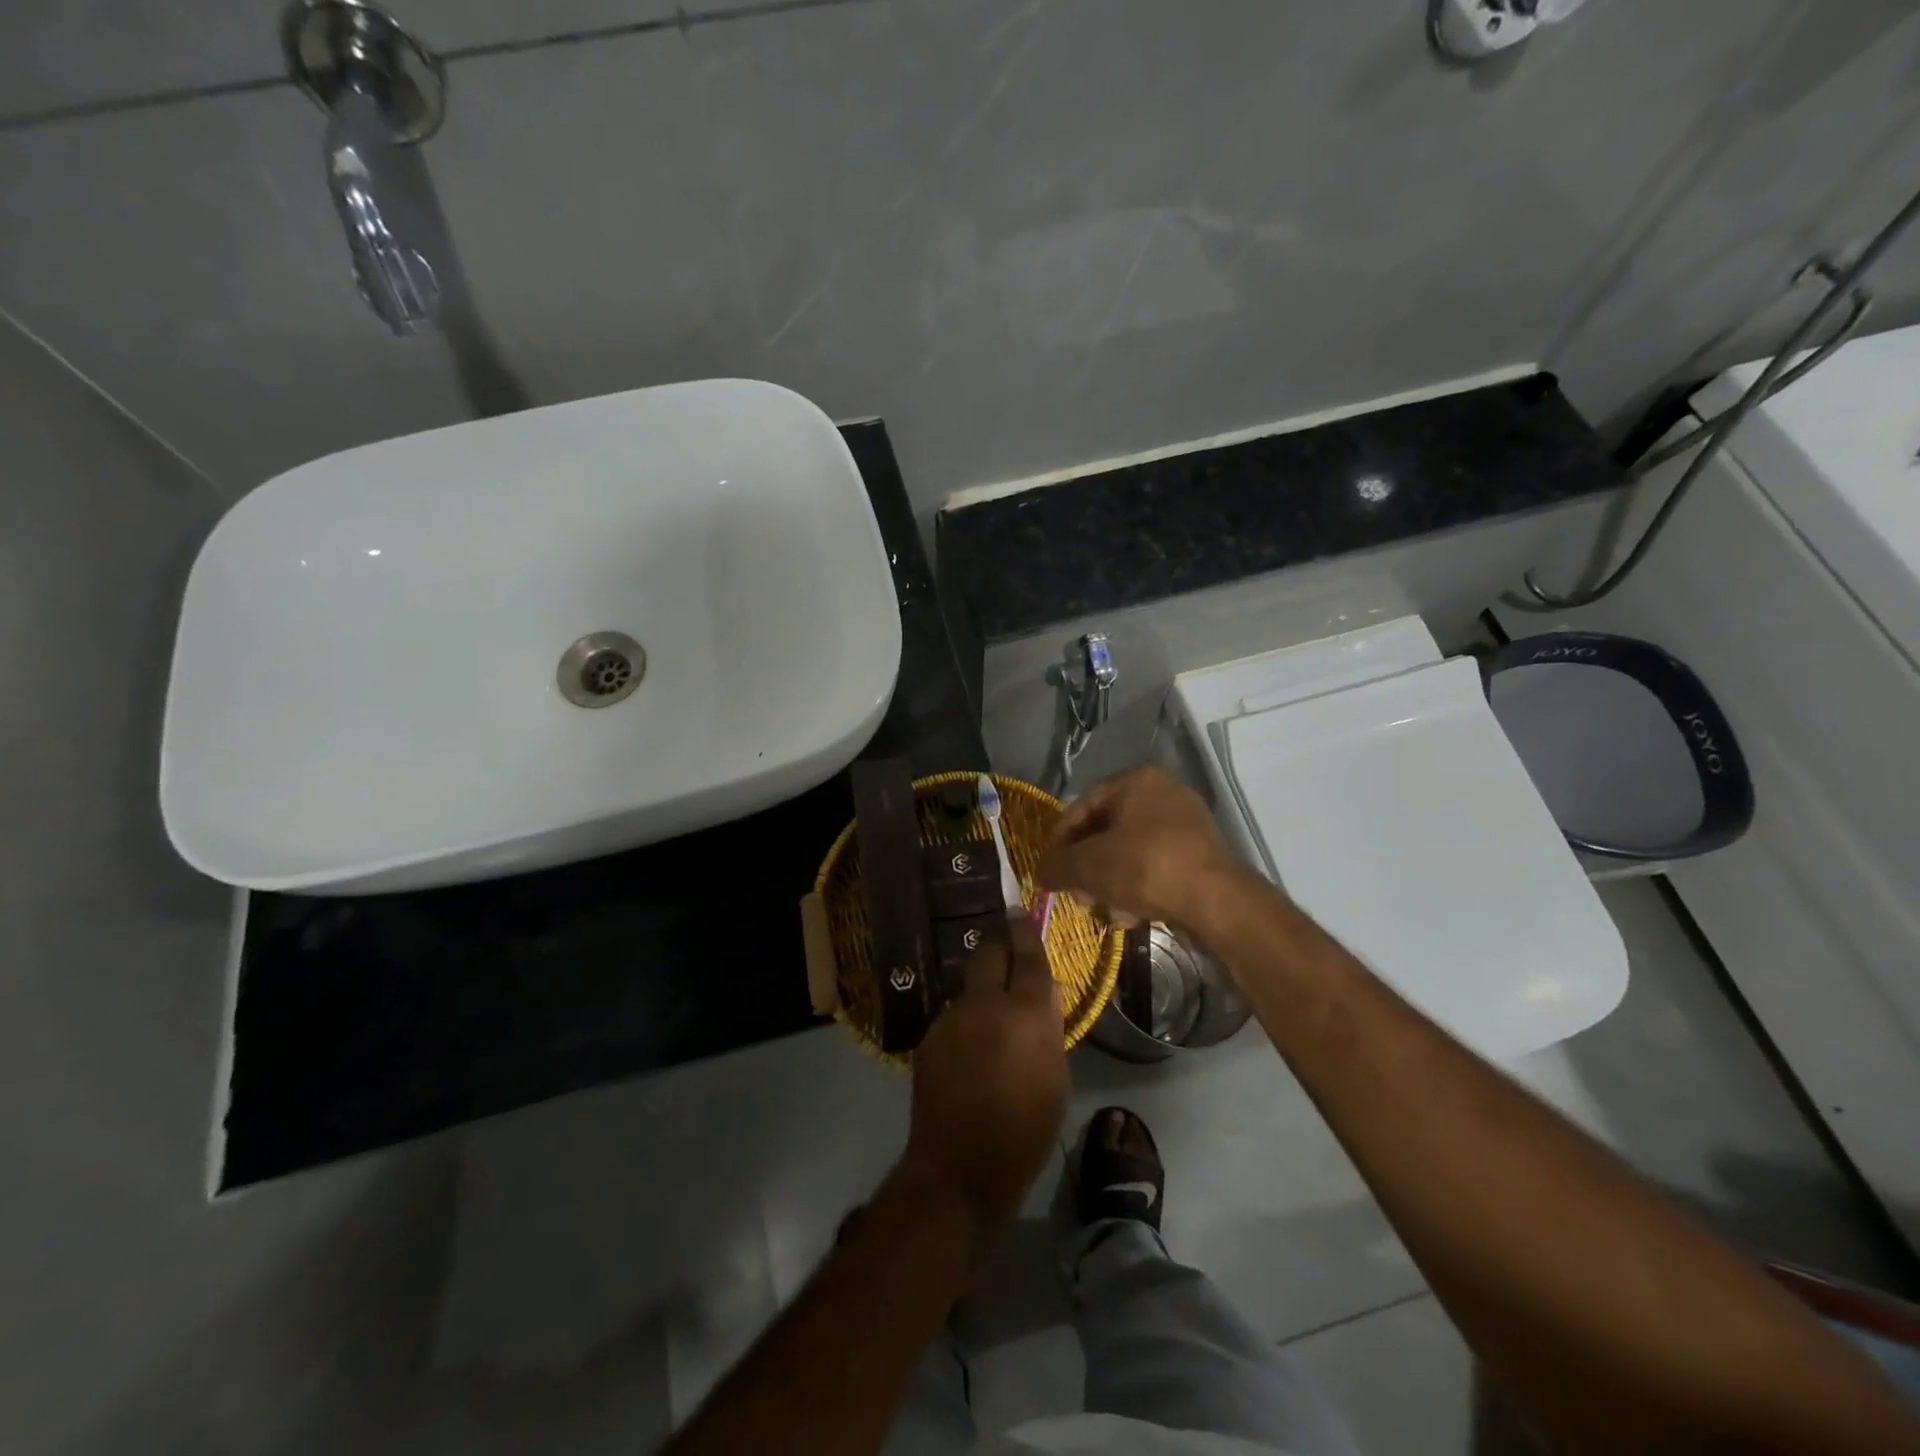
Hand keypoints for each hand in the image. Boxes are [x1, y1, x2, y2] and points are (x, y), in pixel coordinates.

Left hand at [902, 916, 1067, 1238]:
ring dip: (983, 991)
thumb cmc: (1024, 1130)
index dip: (1027, 933)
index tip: (1024, 913)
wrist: (959, 1168)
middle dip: (999, 943)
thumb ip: (1048, 1027)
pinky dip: (967, 1021)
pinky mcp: (929, 1037)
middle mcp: (984, 1004)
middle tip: (1009, 949)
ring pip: (970, 986)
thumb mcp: (1056, 1080)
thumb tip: (1044, 993)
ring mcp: (951, 1018)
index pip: (1027, 958)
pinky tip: (971, 1051)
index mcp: (1023, 1013)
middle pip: (988, 952)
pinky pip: (954, 1015)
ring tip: (993, 1019)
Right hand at [1038, 765, 1253, 930]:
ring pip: (1131, 851)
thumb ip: (1058, 866)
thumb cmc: (1146, 867)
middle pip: (1108, 830)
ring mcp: (1186, 824)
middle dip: (1087, 866)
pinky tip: (1130, 916)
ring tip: (1103, 909)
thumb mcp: (1089, 866)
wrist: (1217, 901)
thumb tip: (1040, 873)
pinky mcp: (1200, 855)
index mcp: (1137, 780)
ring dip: (1110, 881)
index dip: (1060, 838)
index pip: (1083, 804)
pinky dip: (1138, 887)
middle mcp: (1163, 793)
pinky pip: (1156, 866)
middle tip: (1077, 893)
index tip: (1050, 867)